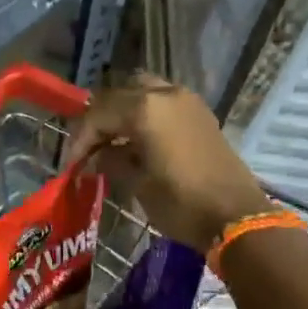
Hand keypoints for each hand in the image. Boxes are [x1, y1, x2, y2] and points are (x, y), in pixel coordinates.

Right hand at [66, 73, 271, 254]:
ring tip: (113, 141)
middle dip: (100, 119)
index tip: (72, 164)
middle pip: (120, 94)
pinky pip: (163, 102)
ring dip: (124, 112)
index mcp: (145, 109)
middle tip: (90, 147)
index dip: (81, 138)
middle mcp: (166, 94)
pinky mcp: (201, 115)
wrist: (236, 216)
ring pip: (143, 92)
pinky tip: (138, 142)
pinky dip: (145, 115)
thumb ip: (113, 162)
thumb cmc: (181, 203)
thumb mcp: (138, 184)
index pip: (99, 114)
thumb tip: (96, 158)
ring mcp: (187, 101)